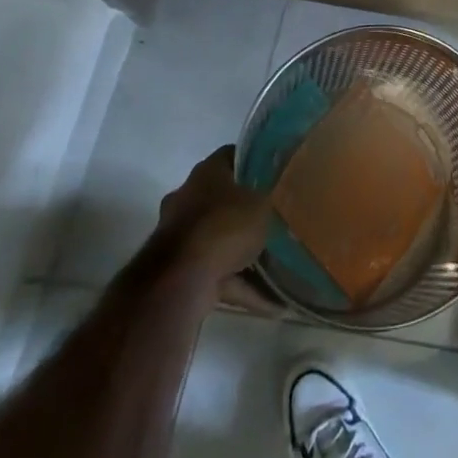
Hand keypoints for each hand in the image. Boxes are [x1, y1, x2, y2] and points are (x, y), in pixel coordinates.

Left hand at [146, 146, 271, 288]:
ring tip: (276, 264)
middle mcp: (188, 198)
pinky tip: (268, 301)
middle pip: (223, 199)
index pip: (232, 156)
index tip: (275, 174)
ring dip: (242, 252)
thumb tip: (278, 195)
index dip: (254, 163)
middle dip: (245, 211)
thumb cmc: (225, 225)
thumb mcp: (262, 203)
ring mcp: (180, 236)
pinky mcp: (179, 271)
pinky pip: (217, 274)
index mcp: (206, 172)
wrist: (181, 279)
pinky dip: (240, 286)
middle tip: (274, 218)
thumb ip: (270, 198)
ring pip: (218, 239)